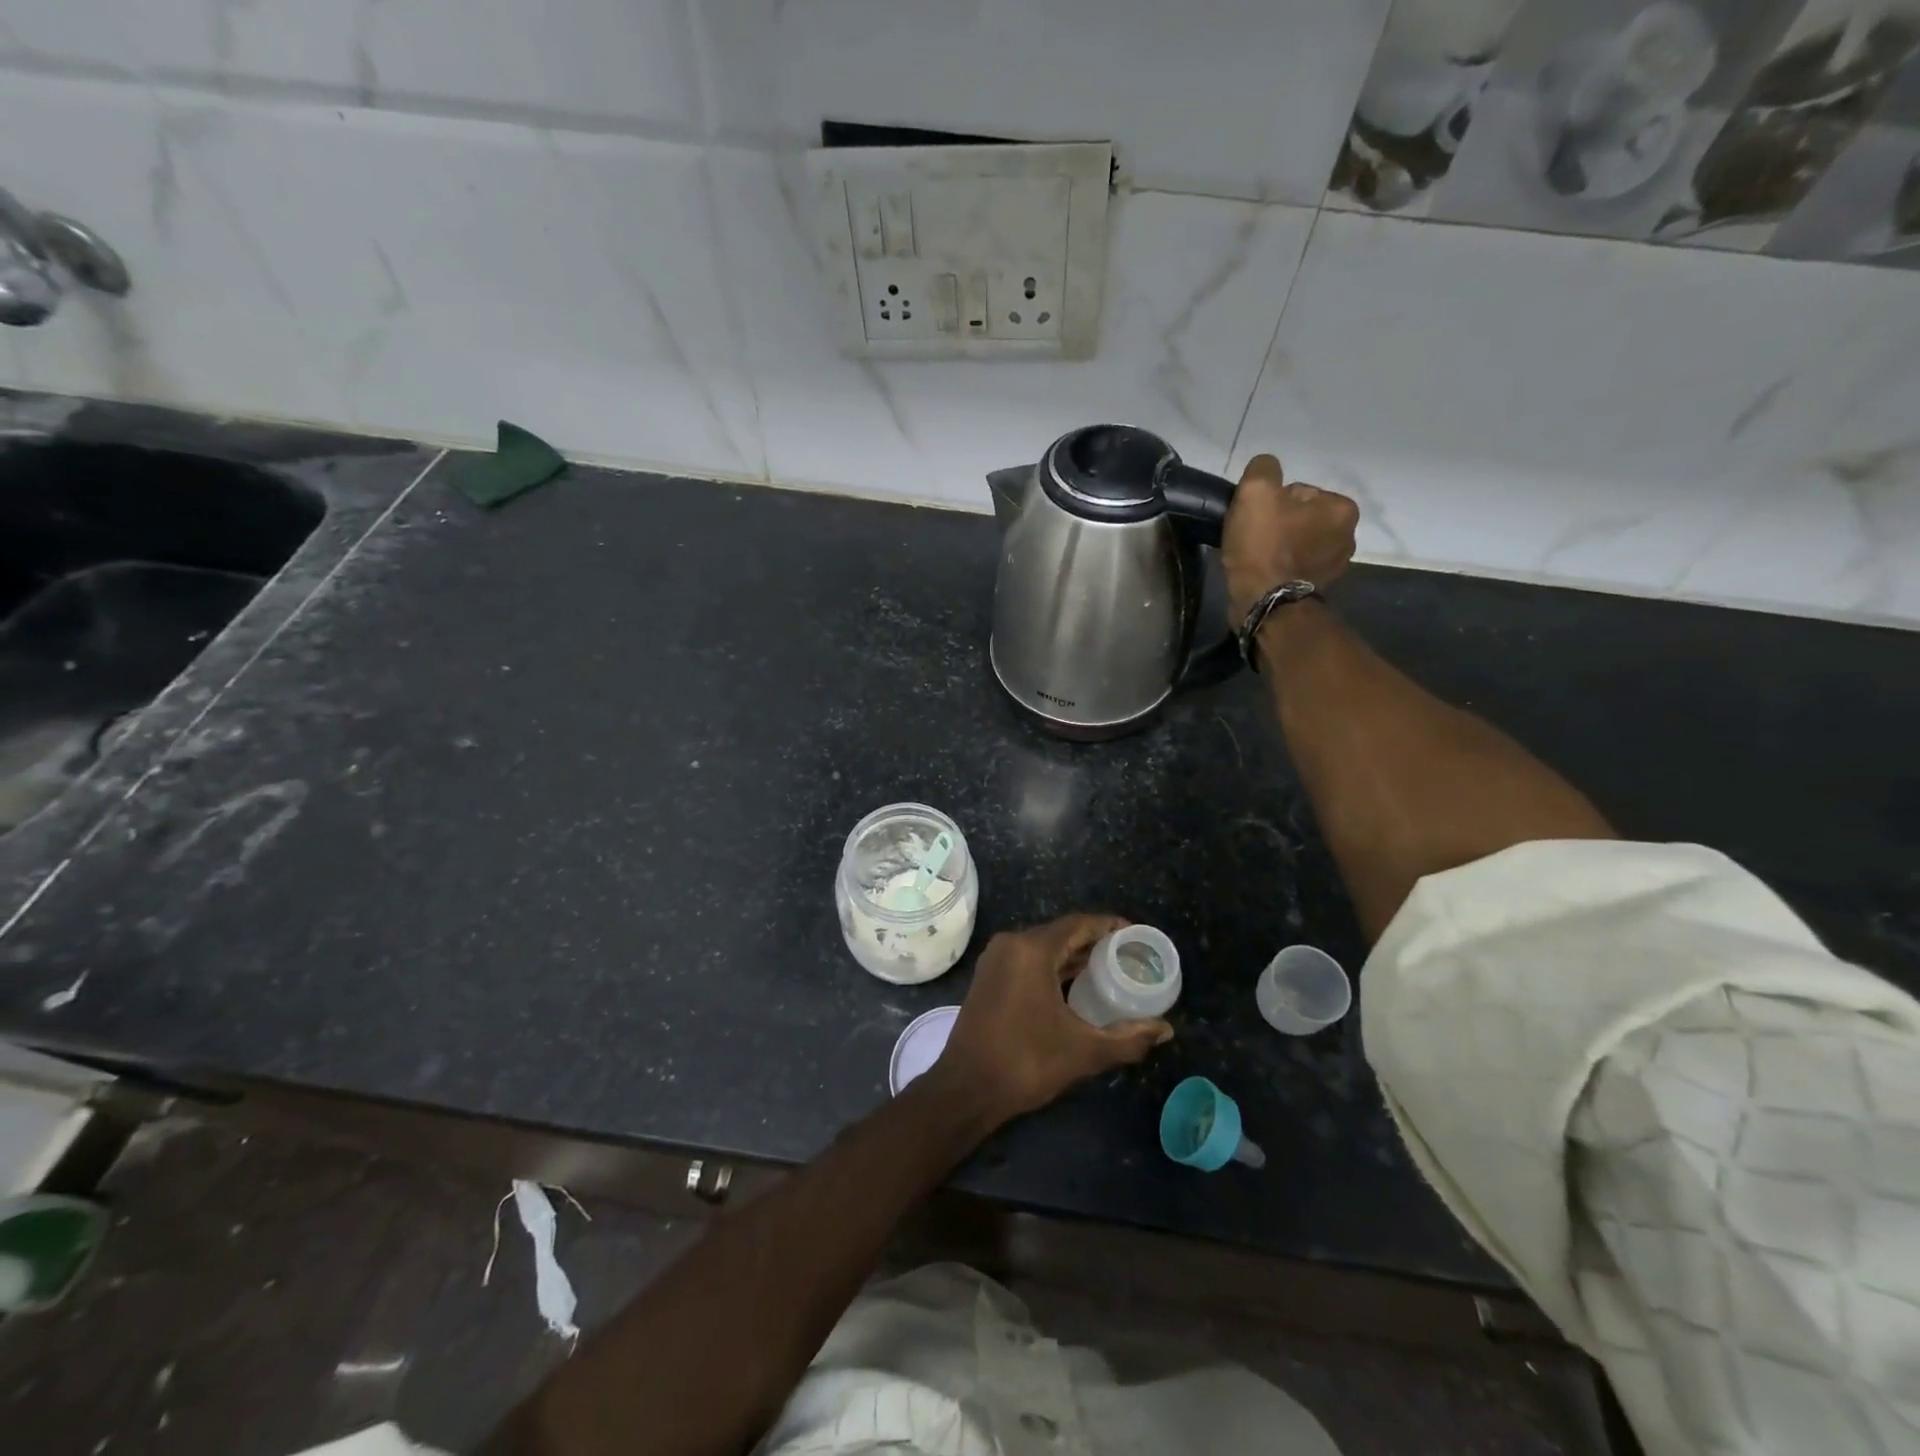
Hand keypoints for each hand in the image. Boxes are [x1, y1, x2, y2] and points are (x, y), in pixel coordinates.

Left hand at [933, 914, 1173, 1125]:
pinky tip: (1075, 985)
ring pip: (1043, 947)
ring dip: (1074, 956)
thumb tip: (1166, 1030)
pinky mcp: (988, 976)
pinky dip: (1053, 967)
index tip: (1137, 935)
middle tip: (1129, 957)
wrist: (966, 1089)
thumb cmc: (1025, 1063)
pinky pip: (1028, 960)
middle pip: (1061, 933)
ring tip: (1109, 970)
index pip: (1079, 924)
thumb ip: (1128, 1038)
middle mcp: (1011, 944)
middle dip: (1095, 942)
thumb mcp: (1083, 1051)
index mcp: (1031, 949)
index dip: (1110, 926)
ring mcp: (995, 959)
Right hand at [1221, 454, 1359, 622]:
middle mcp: (1348, 536)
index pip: (1298, 492)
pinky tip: (1264, 572)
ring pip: (1297, 542)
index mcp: (1342, 508)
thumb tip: (1266, 469)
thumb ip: (1264, 468)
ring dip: (1279, 546)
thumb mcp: (1257, 491)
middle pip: (1300, 517)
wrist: (1263, 601)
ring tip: (1256, 558)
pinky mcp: (1318, 588)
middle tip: (1254, 539)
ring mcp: (1335, 566)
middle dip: (1278, 524)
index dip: (1270, 503)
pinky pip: (1295, 566)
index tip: (1256, 519)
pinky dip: (1280, 567)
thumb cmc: (1264, 544)